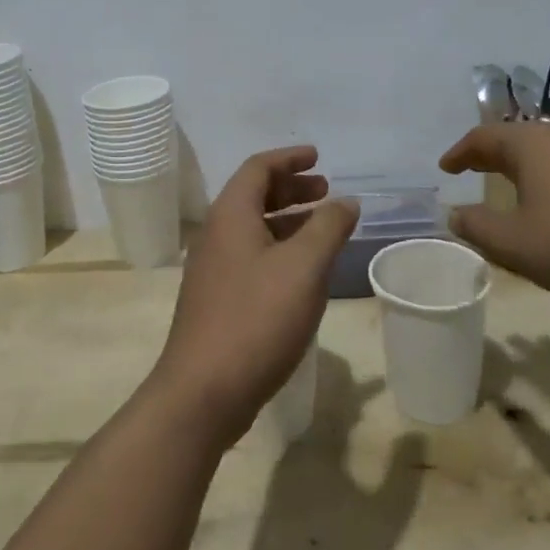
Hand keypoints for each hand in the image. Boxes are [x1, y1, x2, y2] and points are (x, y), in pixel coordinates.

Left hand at [149, 145, 360, 447]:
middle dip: (291, 189)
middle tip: (326, 191)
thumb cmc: (256, 319)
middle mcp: (217, 234)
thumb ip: (328, 227)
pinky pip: (251, 256)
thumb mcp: (304, 268)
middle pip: (254, 195)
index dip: (289, 158)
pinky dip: (279, 248)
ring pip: (253, 228)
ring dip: (288, 220)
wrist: (203, 392)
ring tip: (322, 226)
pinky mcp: (217, 299)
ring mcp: (213, 269)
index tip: (318, 157)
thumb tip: (347, 201)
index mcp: (231, 215)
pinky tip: (303, 271)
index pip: (258, 168)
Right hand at [439, 123, 549, 299]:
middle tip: (470, 168)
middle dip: (488, 152)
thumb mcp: (514, 244)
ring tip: (507, 179)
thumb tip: (455, 215)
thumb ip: (477, 227)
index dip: (459, 153)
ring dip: (519, 160)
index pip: (482, 138)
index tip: (445, 167)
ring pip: (543, 146)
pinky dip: (546, 170)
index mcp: (529, 144)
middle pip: (513, 136)